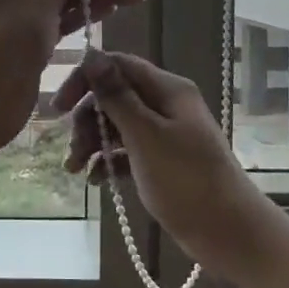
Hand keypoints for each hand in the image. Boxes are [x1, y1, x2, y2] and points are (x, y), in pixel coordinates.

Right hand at [50, 50, 277, 281]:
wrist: (229, 233)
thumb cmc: (186, 180)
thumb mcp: (145, 135)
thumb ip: (116, 95)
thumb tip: (91, 54)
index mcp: (167, 89)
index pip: (117, 66)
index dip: (85, 80)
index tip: (58, 108)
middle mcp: (166, 105)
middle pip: (114, 96)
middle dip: (87, 119)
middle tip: (71, 148)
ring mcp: (165, 134)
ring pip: (118, 125)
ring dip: (93, 142)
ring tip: (75, 170)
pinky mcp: (163, 161)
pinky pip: (127, 151)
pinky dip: (109, 161)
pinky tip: (95, 181)